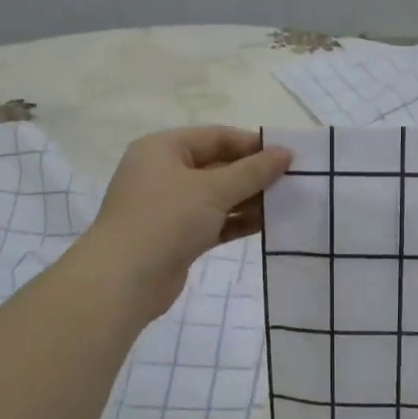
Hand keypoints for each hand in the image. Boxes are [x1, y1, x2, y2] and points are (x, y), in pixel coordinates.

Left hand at [79, 127, 292, 319]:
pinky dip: (237, 222)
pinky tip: (268, 224)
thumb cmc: (166, 220)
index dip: (253, 144)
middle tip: (294, 181)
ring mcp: (169, 207)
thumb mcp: (213, 189)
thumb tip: (286, 153)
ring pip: (217, 196)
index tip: (289, 155)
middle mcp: (163, 173)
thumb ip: (253, 171)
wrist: (124, 281)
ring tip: (288, 203)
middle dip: (254, 174)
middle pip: (217, 166)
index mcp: (163, 148)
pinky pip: (214, 221)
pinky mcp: (177, 237)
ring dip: (250, 199)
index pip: (216, 136)